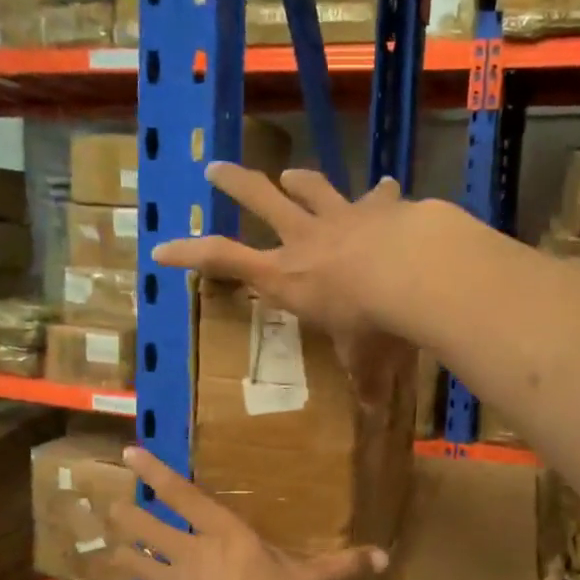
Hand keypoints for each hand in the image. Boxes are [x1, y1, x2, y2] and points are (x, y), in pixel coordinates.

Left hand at [101, 446, 387, 579]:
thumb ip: (346, 565)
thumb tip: (385, 555)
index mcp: (223, 534)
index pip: (183, 494)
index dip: (155, 473)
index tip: (129, 452)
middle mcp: (190, 552)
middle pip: (147, 528)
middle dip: (126, 516)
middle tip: (108, 506)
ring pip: (135, 564)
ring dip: (120, 556)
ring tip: (104, 547)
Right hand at [150, 164, 417, 401]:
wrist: (419, 272)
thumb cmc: (376, 323)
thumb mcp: (364, 359)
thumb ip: (365, 379)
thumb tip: (373, 411)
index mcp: (288, 277)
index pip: (224, 260)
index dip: (189, 254)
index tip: (160, 248)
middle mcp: (307, 239)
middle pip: (259, 199)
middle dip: (234, 183)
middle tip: (215, 168)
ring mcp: (343, 216)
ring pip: (311, 188)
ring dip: (298, 180)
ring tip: (290, 175)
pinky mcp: (381, 207)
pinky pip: (379, 196)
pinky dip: (382, 194)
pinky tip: (390, 187)